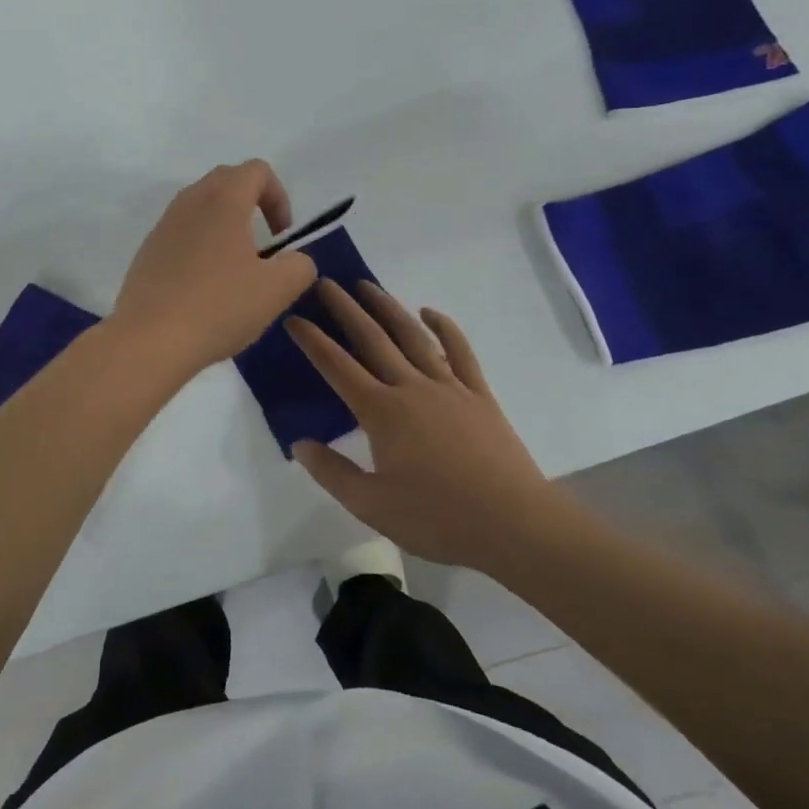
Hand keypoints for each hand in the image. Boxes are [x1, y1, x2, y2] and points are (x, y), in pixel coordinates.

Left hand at [112, 161, 317, 375]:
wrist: (149, 339)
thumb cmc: (219, 307)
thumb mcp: (277, 290)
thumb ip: (299, 266)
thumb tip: (294, 260)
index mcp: (223, 200)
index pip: (256, 170)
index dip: (279, 196)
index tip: (282, 236)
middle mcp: (190, 202)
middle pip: (226, 181)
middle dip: (251, 203)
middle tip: (262, 245)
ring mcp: (163, 225)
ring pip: (200, 206)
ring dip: (223, 224)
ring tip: (234, 267)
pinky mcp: (147, 250)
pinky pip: (180, 232)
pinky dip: (199, 244)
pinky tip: (204, 285)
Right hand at [287, 281, 579, 575]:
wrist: (515, 525)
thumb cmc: (438, 518)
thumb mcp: (371, 505)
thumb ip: (332, 472)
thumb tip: (299, 443)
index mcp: (381, 412)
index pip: (336, 366)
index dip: (312, 341)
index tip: (293, 318)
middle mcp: (410, 388)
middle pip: (372, 339)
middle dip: (345, 309)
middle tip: (325, 283)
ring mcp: (448, 387)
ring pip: (412, 336)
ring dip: (388, 307)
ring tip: (367, 285)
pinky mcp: (479, 396)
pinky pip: (459, 352)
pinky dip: (444, 328)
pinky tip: (430, 314)